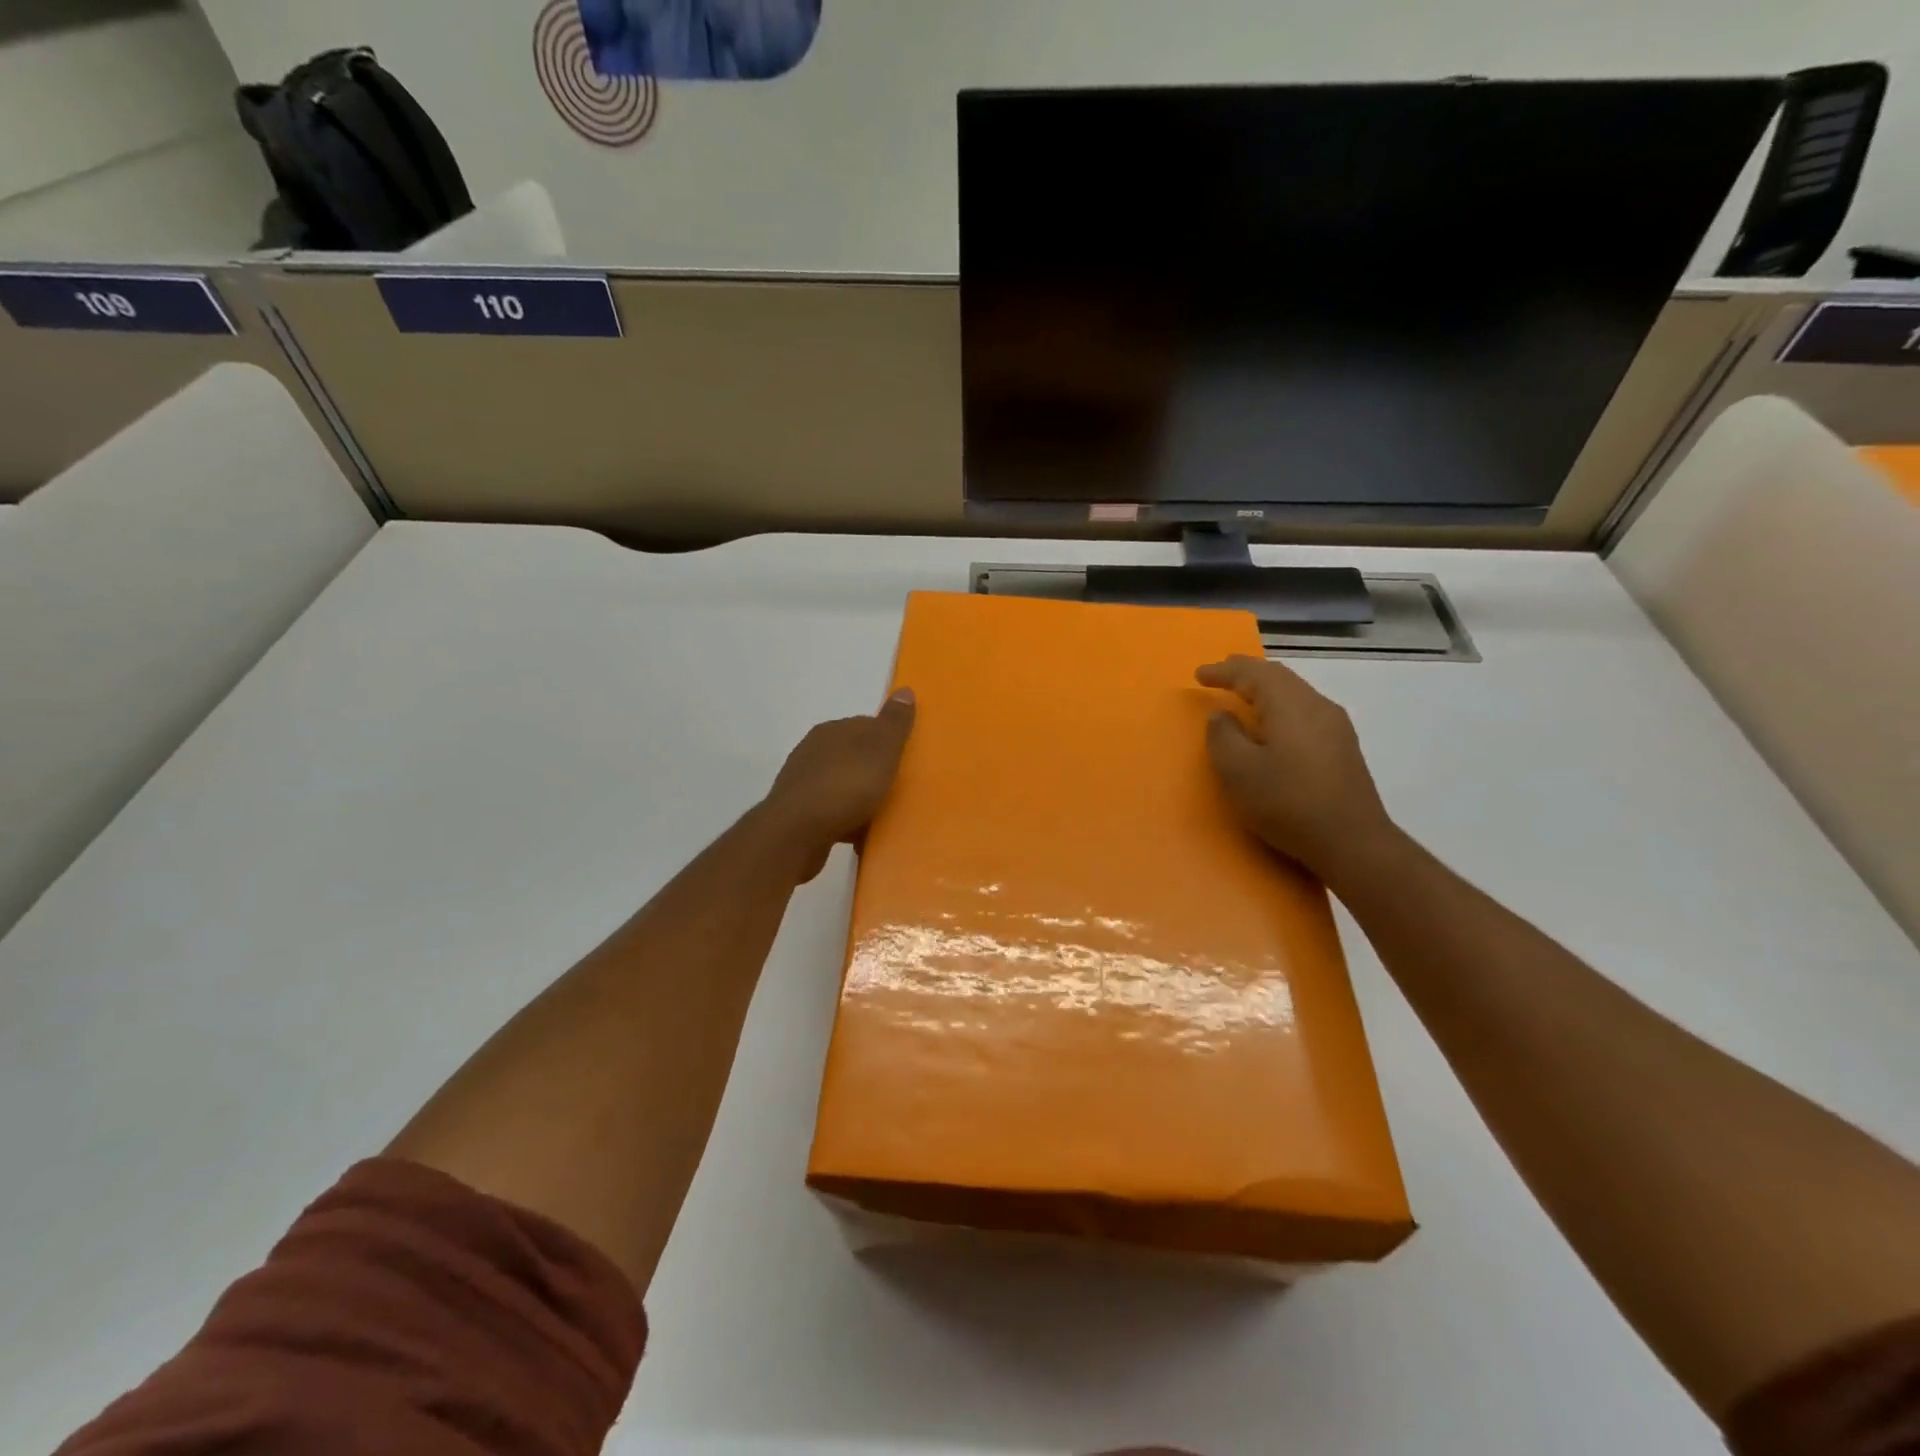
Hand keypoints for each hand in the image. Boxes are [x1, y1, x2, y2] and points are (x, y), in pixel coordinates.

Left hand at [761, 689, 916, 881]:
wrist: (795, 834)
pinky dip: (847, 819)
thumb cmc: (845, 787)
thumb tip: (905, 690)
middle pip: (855, 755)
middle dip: (875, 770)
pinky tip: (860, 834)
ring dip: (860, 797)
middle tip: (900, 789)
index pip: (867, 725)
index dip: (890, 741)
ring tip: (883, 816)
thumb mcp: (880, 750)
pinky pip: (832, 811)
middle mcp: (814, 750)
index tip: (908, 760)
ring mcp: (804, 782)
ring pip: (843, 784)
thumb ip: (894, 723)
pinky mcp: (799, 812)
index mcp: (833, 730)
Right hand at [1196, 655, 1395, 882]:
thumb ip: (1223, 736)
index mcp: (1289, 704)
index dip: (1224, 671)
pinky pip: (1304, 711)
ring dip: (1265, 689)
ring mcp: (1335, 726)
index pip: (1252, 674)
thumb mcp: (1238, 771)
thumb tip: (1222, 715)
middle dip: (1247, 672)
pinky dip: (1280, 706)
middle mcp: (1316, 705)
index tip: (1199, 674)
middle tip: (1222, 673)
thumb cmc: (1287, 802)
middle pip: (1278, 677)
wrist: (1352, 842)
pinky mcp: (1342, 747)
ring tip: (1244, 695)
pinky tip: (1274, 724)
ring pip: (1294, 693)